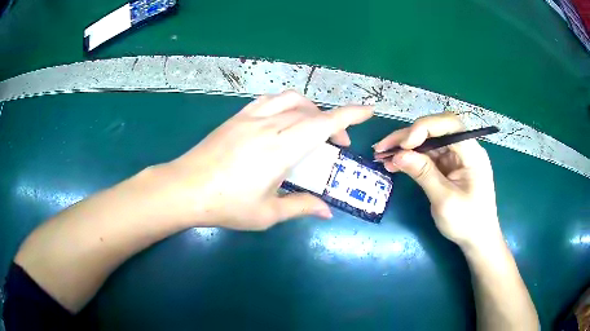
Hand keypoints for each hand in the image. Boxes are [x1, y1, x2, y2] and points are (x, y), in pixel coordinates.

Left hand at [161, 91, 372, 229]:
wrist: (185, 188)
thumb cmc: (226, 205)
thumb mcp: (267, 213)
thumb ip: (300, 207)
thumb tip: (326, 211)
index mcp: (280, 149)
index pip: (323, 124)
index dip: (349, 115)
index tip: (368, 110)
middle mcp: (269, 126)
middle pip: (311, 113)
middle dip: (333, 123)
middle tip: (338, 146)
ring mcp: (250, 118)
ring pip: (290, 100)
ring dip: (310, 110)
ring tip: (313, 128)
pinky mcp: (236, 118)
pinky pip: (268, 101)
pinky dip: (285, 104)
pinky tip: (284, 120)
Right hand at [373, 112, 501, 247]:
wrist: (477, 239)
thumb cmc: (466, 222)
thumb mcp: (444, 201)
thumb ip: (423, 174)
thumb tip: (398, 155)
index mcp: (472, 153)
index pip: (449, 125)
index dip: (424, 128)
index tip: (404, 145)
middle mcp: (464, 149)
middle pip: (435, 130)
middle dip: (408, 136)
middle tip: (382, 147)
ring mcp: (456, 157)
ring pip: (428, 141)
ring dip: (405, 147)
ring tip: (382, 155)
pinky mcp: (448, 166)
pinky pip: (428, 156)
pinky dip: (411, 158)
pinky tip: (394, 164)